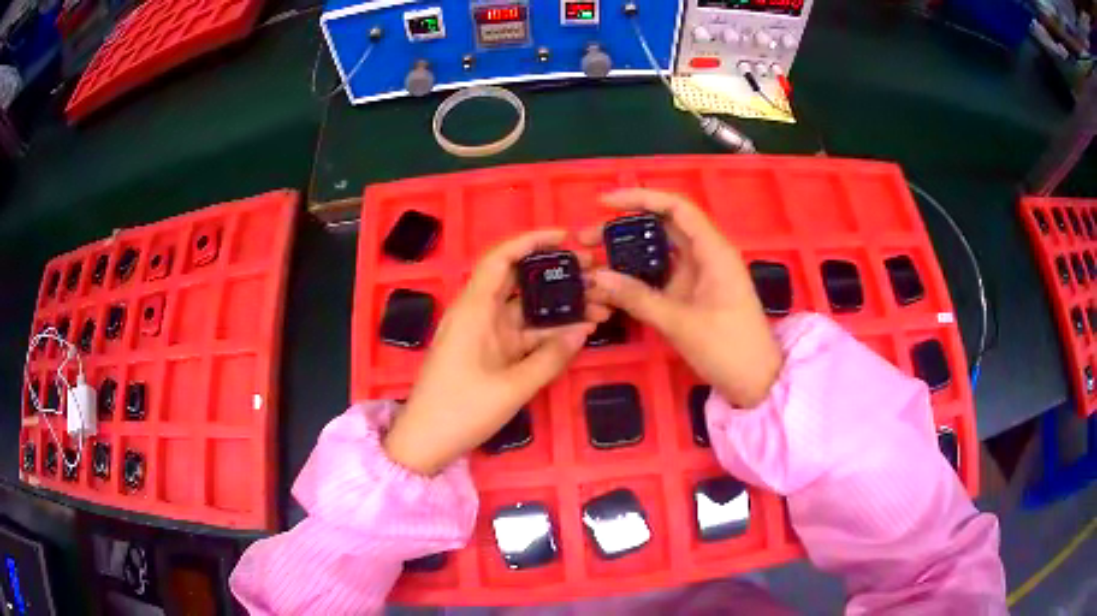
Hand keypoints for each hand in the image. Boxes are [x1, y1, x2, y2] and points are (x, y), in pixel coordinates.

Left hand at [384, 229, 608, 475]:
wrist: (426, 442)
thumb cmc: (461, 410)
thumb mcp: (512, 387)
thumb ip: (550, 358)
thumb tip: (584, 330)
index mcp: (474, 309)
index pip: (501, 258)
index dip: (531, 240)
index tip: (566, 236)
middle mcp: (479, 313)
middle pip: (519, 281)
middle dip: (556, 274)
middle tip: (595, 273)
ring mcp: (485, 334)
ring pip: (526, 309)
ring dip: (559, 307)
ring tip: (600, 304)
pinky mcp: (490, 353)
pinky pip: (524, 334)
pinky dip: (549, 332)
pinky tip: (580, 331)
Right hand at [582, 189, 781, 407]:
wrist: (757, 382)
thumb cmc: (728, 348)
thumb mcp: (680, 323)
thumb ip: (637, 298)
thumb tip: (596, 277)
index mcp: (713, 250)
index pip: (676, 207)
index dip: (640, 198)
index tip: (604, 202)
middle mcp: (706, 255)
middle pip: (663, 226)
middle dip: (624, 227)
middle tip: (587, 238)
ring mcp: (700, 275)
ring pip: (660, 251)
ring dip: (628, 252)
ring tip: (592, 258)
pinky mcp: (694, 294)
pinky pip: (662, 275)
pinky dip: (638, 275)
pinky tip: (613, 283)